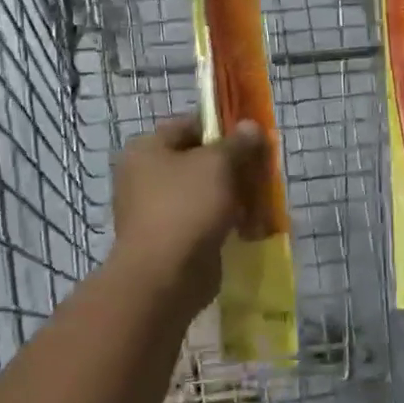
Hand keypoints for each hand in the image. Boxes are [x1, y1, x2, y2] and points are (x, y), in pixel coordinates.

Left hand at [111, 116, 266, 315]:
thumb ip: (237, 143)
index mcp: (146, 149)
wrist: (164, 277)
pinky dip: (222, 221)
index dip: (222, 128)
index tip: (252, 138)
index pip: (189, 125)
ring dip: (230, 194)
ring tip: (259, 199)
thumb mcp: (218, 164)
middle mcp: (143, 176)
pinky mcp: (168, 240)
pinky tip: (248, 226)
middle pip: (197, 160)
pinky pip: (201, 220)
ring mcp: (153, 210)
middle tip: (260, 169)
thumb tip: (251, 126)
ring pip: (201, 192)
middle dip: (231, 164)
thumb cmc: (187, 206)